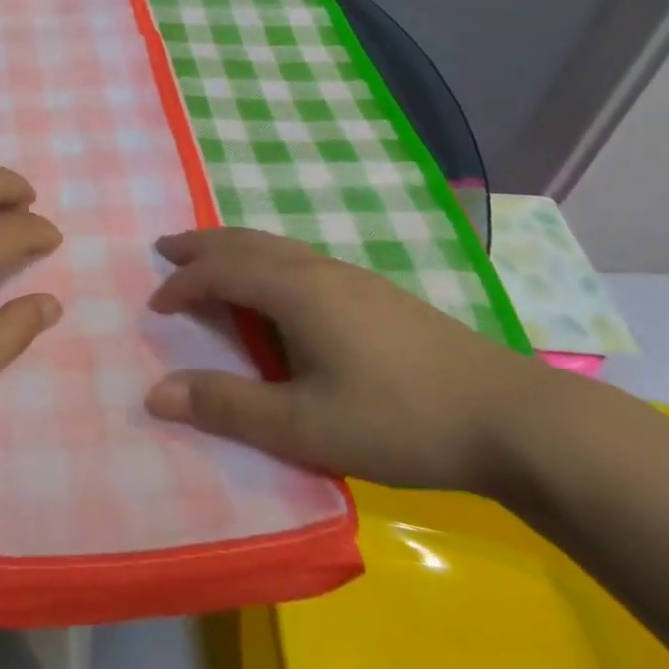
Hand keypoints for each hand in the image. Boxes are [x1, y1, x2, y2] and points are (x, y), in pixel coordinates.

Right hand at [143, 227, 552, 494]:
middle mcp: (320, 270)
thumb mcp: (305, 425)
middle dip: (202, 245)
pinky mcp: (378, 295)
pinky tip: (278, 286)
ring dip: (234, 249)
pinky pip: (300, 258)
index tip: (154, 307)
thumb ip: (228, 407)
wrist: (514, 419)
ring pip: (277, 246)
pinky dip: (265, 259)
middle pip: (247, 242)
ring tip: (211, 261)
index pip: (221, 270)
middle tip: (166, 248)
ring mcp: (354, 278)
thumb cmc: (400, 420)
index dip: (182, 284)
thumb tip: (154, 394)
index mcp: (297, 290)